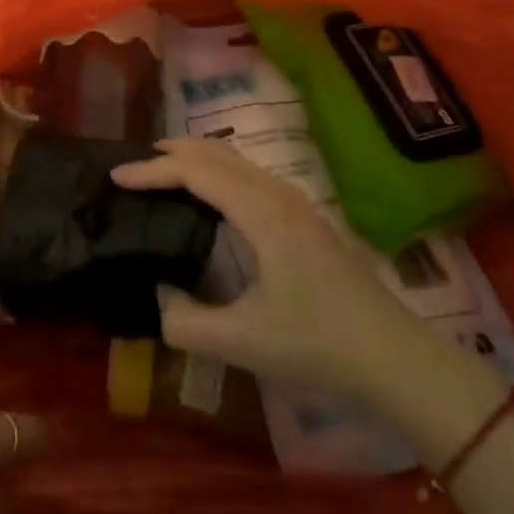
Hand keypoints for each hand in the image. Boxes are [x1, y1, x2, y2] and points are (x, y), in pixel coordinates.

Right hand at [113, 138, 507, 464]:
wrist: (398, 361)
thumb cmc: (320, 346)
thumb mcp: (244, 343)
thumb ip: (186, 322)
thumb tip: (156, 297)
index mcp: (261, 213)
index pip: (196, 172)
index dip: (152, 170)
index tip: (115, 176)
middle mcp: (278, 195)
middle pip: (217, 152)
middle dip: (172, 152)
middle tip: (134, 165)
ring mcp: (296, 204)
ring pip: (237, 160)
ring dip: (197, 158)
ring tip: (165, 173)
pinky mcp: (305, 219)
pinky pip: (250, 175)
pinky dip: (218, 171)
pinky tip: (212, 198)